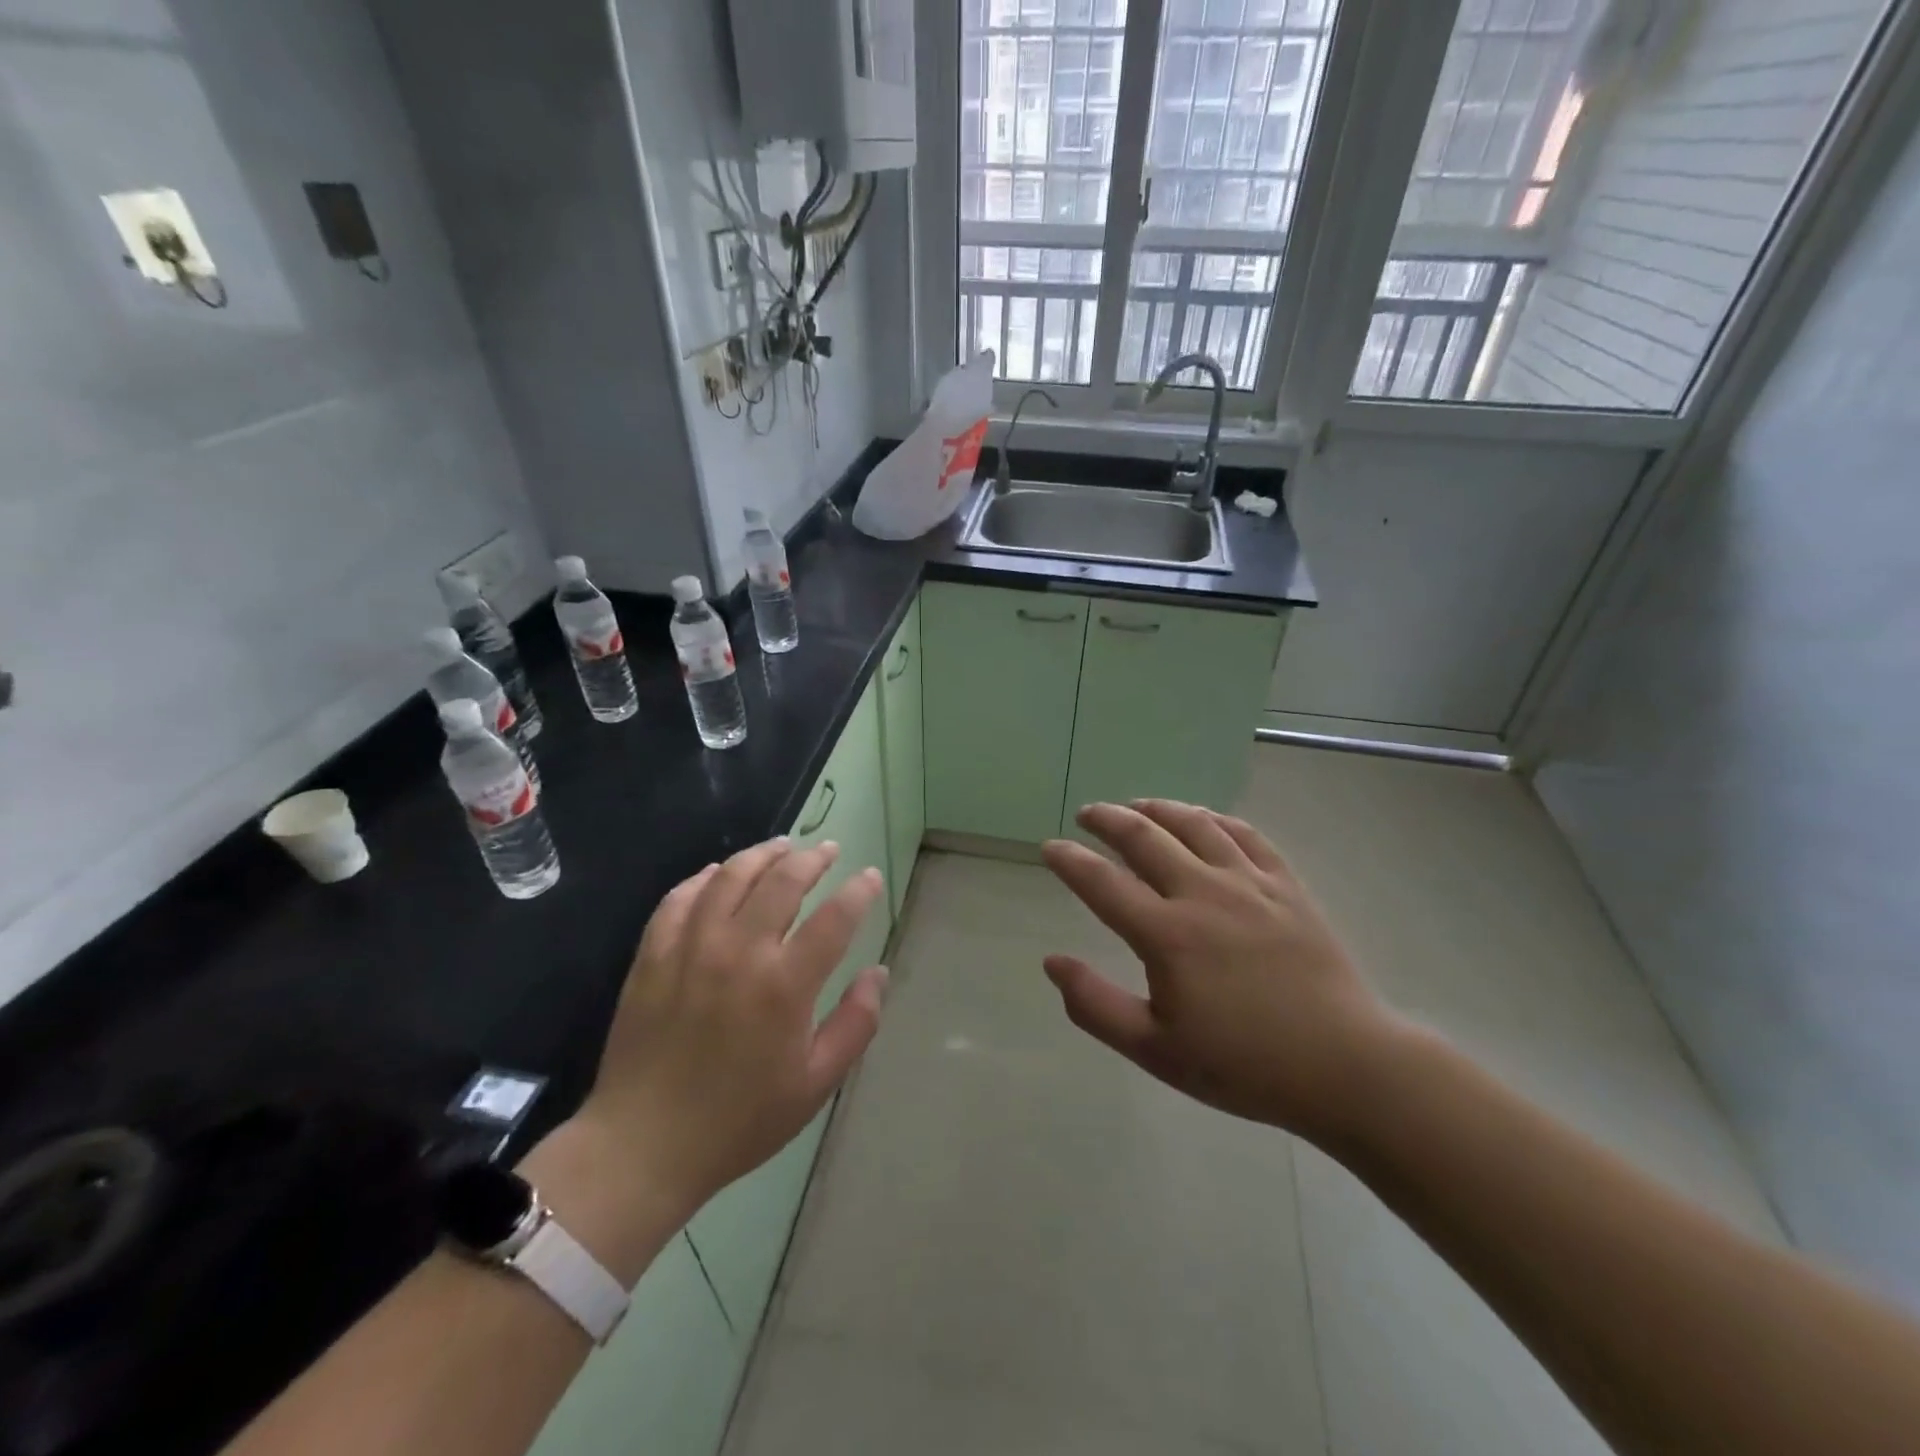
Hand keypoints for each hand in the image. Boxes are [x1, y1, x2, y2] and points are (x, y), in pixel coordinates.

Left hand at [564, 840, 887, 1223]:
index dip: (859, 891)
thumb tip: (877, 973)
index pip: (834, 918)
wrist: (644, 1146)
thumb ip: (856, 1024)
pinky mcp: (652, 955)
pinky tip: (718, 873)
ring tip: (781, 847)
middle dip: (812, 859)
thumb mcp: (815, 1084)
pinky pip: (680, 897)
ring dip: (761, 855)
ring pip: (730, 877)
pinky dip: (704, 877)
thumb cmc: (740, 1120)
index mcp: (784, 986)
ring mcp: (690, 948)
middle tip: (828, 851)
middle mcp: (739, 952)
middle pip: (783, 881)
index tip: (870, 877)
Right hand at [1041, 800, 1401, 1145]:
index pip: (1102, 883)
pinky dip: (1215, 818)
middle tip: (1088, 813)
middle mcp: (1203, 894)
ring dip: (1158, 808)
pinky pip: (1245, 835)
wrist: (1346, 1067)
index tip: (1049, 847)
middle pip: (1145, 838)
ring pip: (1195, 825)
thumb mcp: (1156, 1051)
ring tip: (1137, 805)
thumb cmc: (1244, 1065)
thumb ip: (1096, 1006)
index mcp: (1167, 935)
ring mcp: (1250, 885)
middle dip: (1108, 819)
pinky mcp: (1286, 886)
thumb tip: (1052, 962)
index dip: (1069, 861)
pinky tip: (1202, 818)